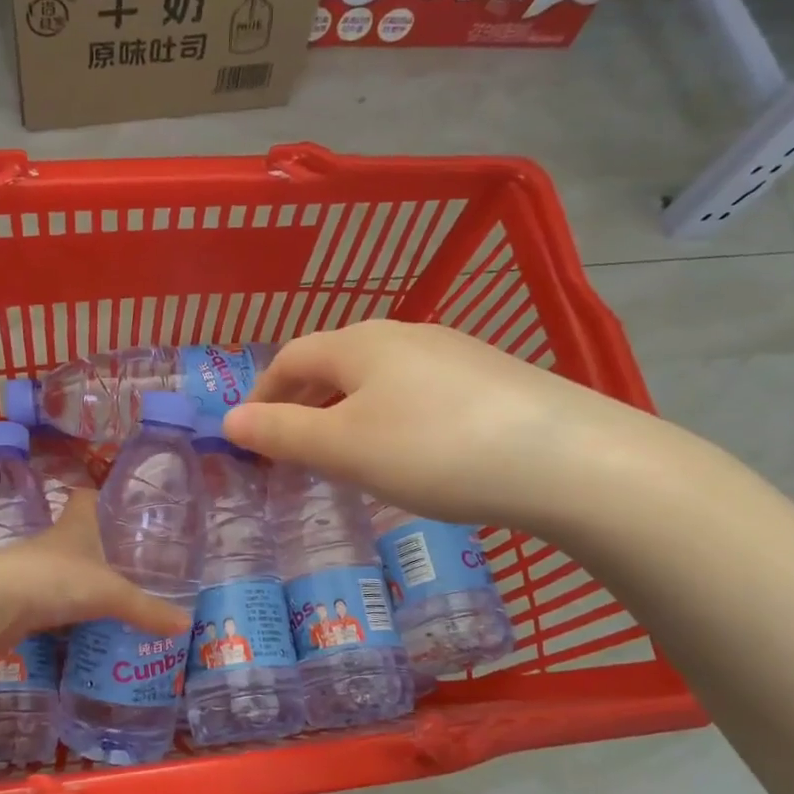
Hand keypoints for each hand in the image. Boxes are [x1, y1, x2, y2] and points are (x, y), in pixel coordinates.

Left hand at [0, 493, 189, 653]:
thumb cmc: (54, 580)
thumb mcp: (110, 594)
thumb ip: (147, 609)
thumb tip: (184, 624)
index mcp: (74, 526)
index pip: (87, 498)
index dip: (103, 497)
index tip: (121, 507)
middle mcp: (51, 541)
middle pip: (76, 533)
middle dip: (98, 544)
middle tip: (129, 560)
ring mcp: (30, 568)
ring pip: (60, 567)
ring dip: (78, 577)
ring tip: (108, 594)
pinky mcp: (16, 597)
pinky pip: (47, 598)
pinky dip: (61, 607)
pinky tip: (78, 623)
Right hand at [221, 320, 666, 532]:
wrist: (565, 458)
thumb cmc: (433, 450)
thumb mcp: (344, 448)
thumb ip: (282, 433)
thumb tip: (228, 420)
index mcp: (359, 343)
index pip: (290, 358)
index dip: (261, 394)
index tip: (249, 436)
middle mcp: (403, 334)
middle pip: (333, 363)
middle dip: (302, 403)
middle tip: (291, 450)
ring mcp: (451, 352)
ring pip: (377, 377)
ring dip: (346, 410)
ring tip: (344, 454)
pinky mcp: (489, 377)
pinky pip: (416, 391)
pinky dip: (389, 416)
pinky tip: (409, 450)